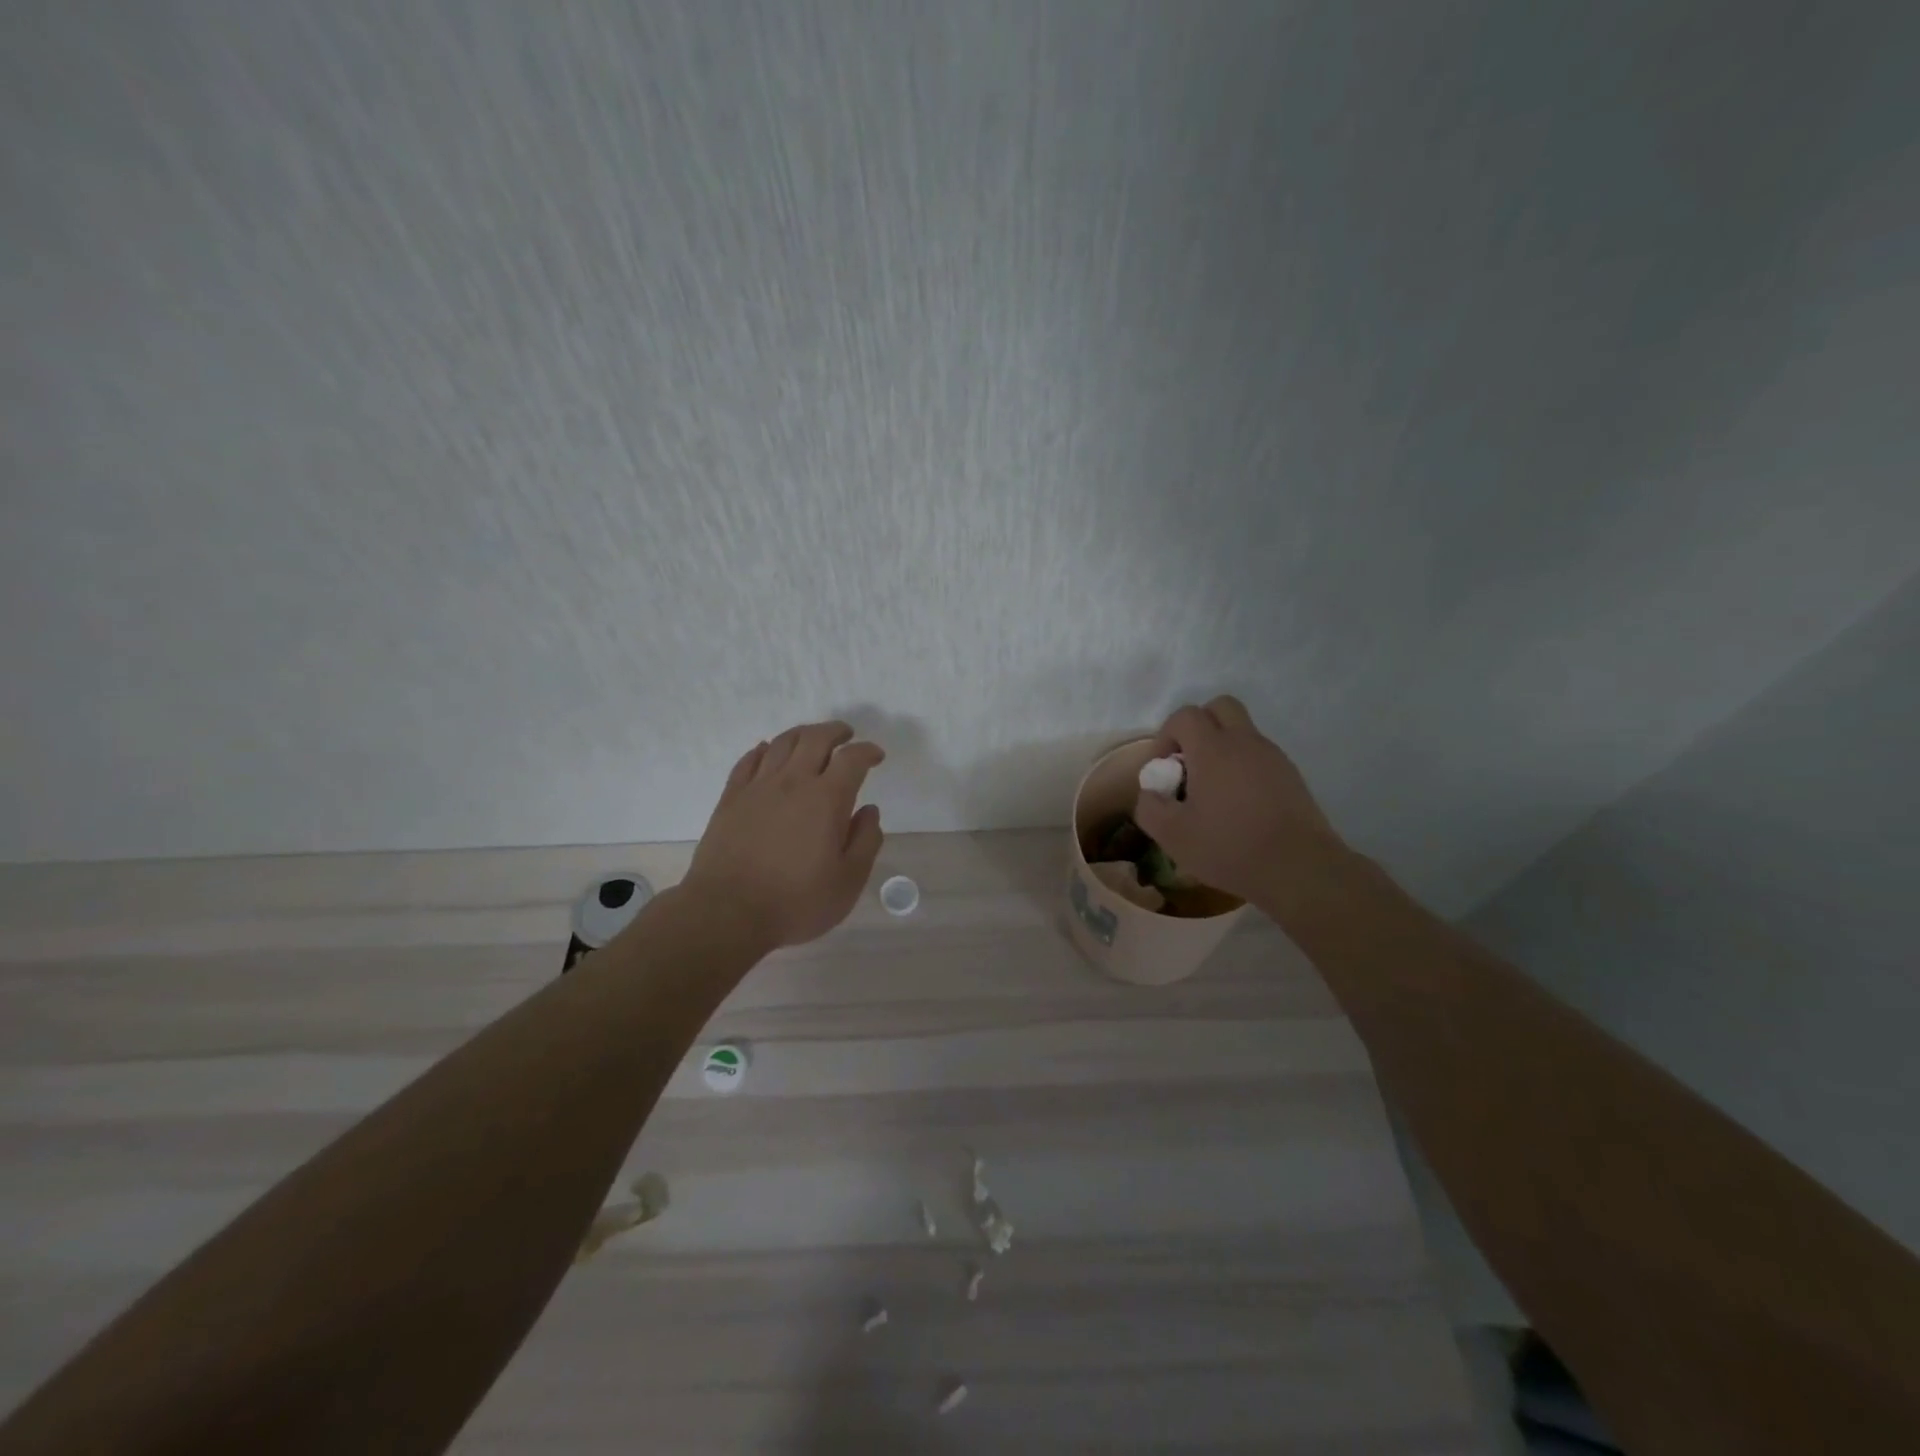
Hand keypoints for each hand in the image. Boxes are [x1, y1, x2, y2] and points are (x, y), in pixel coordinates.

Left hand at [681, 721, 885, 948]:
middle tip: (846, 735)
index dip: (868, 751)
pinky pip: (748, 760)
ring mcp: (758, 787)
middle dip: (835, 731)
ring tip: (812, 739)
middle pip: (815, 738)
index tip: (876, 756)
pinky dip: (763, 749)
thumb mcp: (848, 881)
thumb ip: (865, 842)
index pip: (852, 759)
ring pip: (781, 743)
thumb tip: (869, 811)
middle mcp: (793, 782)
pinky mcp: (731, 798)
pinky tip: (767, 752)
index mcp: (827, 799)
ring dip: (802, 734)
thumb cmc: (796, 902)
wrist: (727, 913)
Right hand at [1132, 696, 1345, 903]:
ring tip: (1213, 791)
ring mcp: (1273, 756)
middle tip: (1189, 763)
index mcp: (1213, 749)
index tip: (1163, 768)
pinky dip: (1243, 766)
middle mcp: (1245, 742)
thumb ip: (1149, 806)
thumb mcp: (1172, 835)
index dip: (1166, 735)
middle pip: (1219, 707)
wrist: (1299, 868)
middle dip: (1198, 727)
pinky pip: (1259, 755)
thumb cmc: (1230, 847)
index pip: (1185, 716)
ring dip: (1221, 747)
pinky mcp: (1291, 775)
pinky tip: (1239, 805)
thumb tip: (1151, 791)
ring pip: (1242, 731)